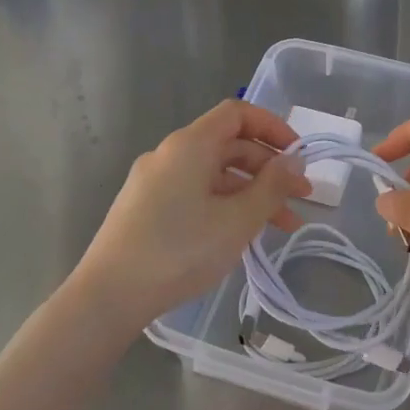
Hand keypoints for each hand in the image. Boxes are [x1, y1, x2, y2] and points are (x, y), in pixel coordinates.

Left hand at [70, 101, 311, 327]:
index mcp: (190, 145)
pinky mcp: (145, 208)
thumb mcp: (238, 220)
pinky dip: (225, 205)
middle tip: (301, 199)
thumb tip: (294, 161)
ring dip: (251, 193)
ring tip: (282, 227)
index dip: (272, 127)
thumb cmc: (180, 250)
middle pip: (229, 145)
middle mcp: (169, 154)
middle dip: (269, 169)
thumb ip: (272, 186)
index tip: (298, 155)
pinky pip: (195, 193)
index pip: (237, 114)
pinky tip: (241, 235)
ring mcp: (154, 181)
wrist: (109, 296)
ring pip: (214, 175)